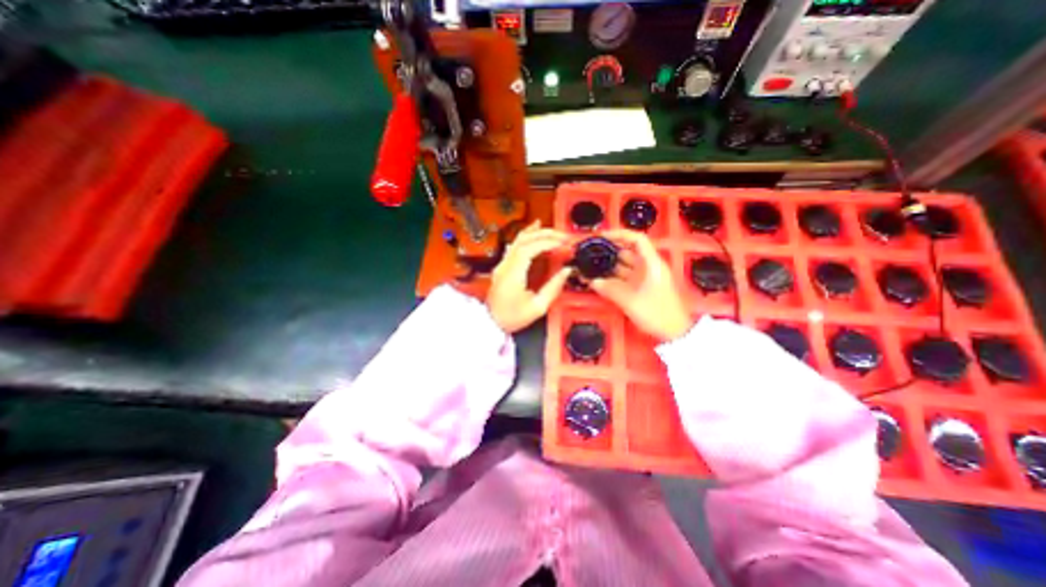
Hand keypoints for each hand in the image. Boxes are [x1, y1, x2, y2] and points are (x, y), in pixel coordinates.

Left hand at [490, 221, 569, 331]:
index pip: (529, 249)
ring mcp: (502, 265)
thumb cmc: (512, 318)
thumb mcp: (537, 307)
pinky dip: (524, 237)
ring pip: (516, 240)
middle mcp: (505, 266)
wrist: (490, 323)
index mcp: (513, 275)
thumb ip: (553, 288)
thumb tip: (566, 272)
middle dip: (544, 234)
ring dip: (534, 232)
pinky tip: (531, 233)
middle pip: (523, 240)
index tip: (562, 243)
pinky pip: (513, 246)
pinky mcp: (502, 267)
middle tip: (561, 235)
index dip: (547, 242)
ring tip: (548, 227)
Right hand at [588, 227, 691, 338]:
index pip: (637, 240)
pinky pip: (623, 279)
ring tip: (590, 267)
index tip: (602, 237)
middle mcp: (648, 267)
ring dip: (608, 267)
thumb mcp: (631, 301)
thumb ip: (610, 289)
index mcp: (651, 263)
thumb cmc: (657, 313)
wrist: (674, 332)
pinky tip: (599, 282)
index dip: (620, 234)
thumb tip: (592, 282)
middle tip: (590, 253)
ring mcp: (644, 278)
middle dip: (609, 251)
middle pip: (627, 252)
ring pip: (624, 267)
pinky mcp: (640, 288)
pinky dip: (612, 279)